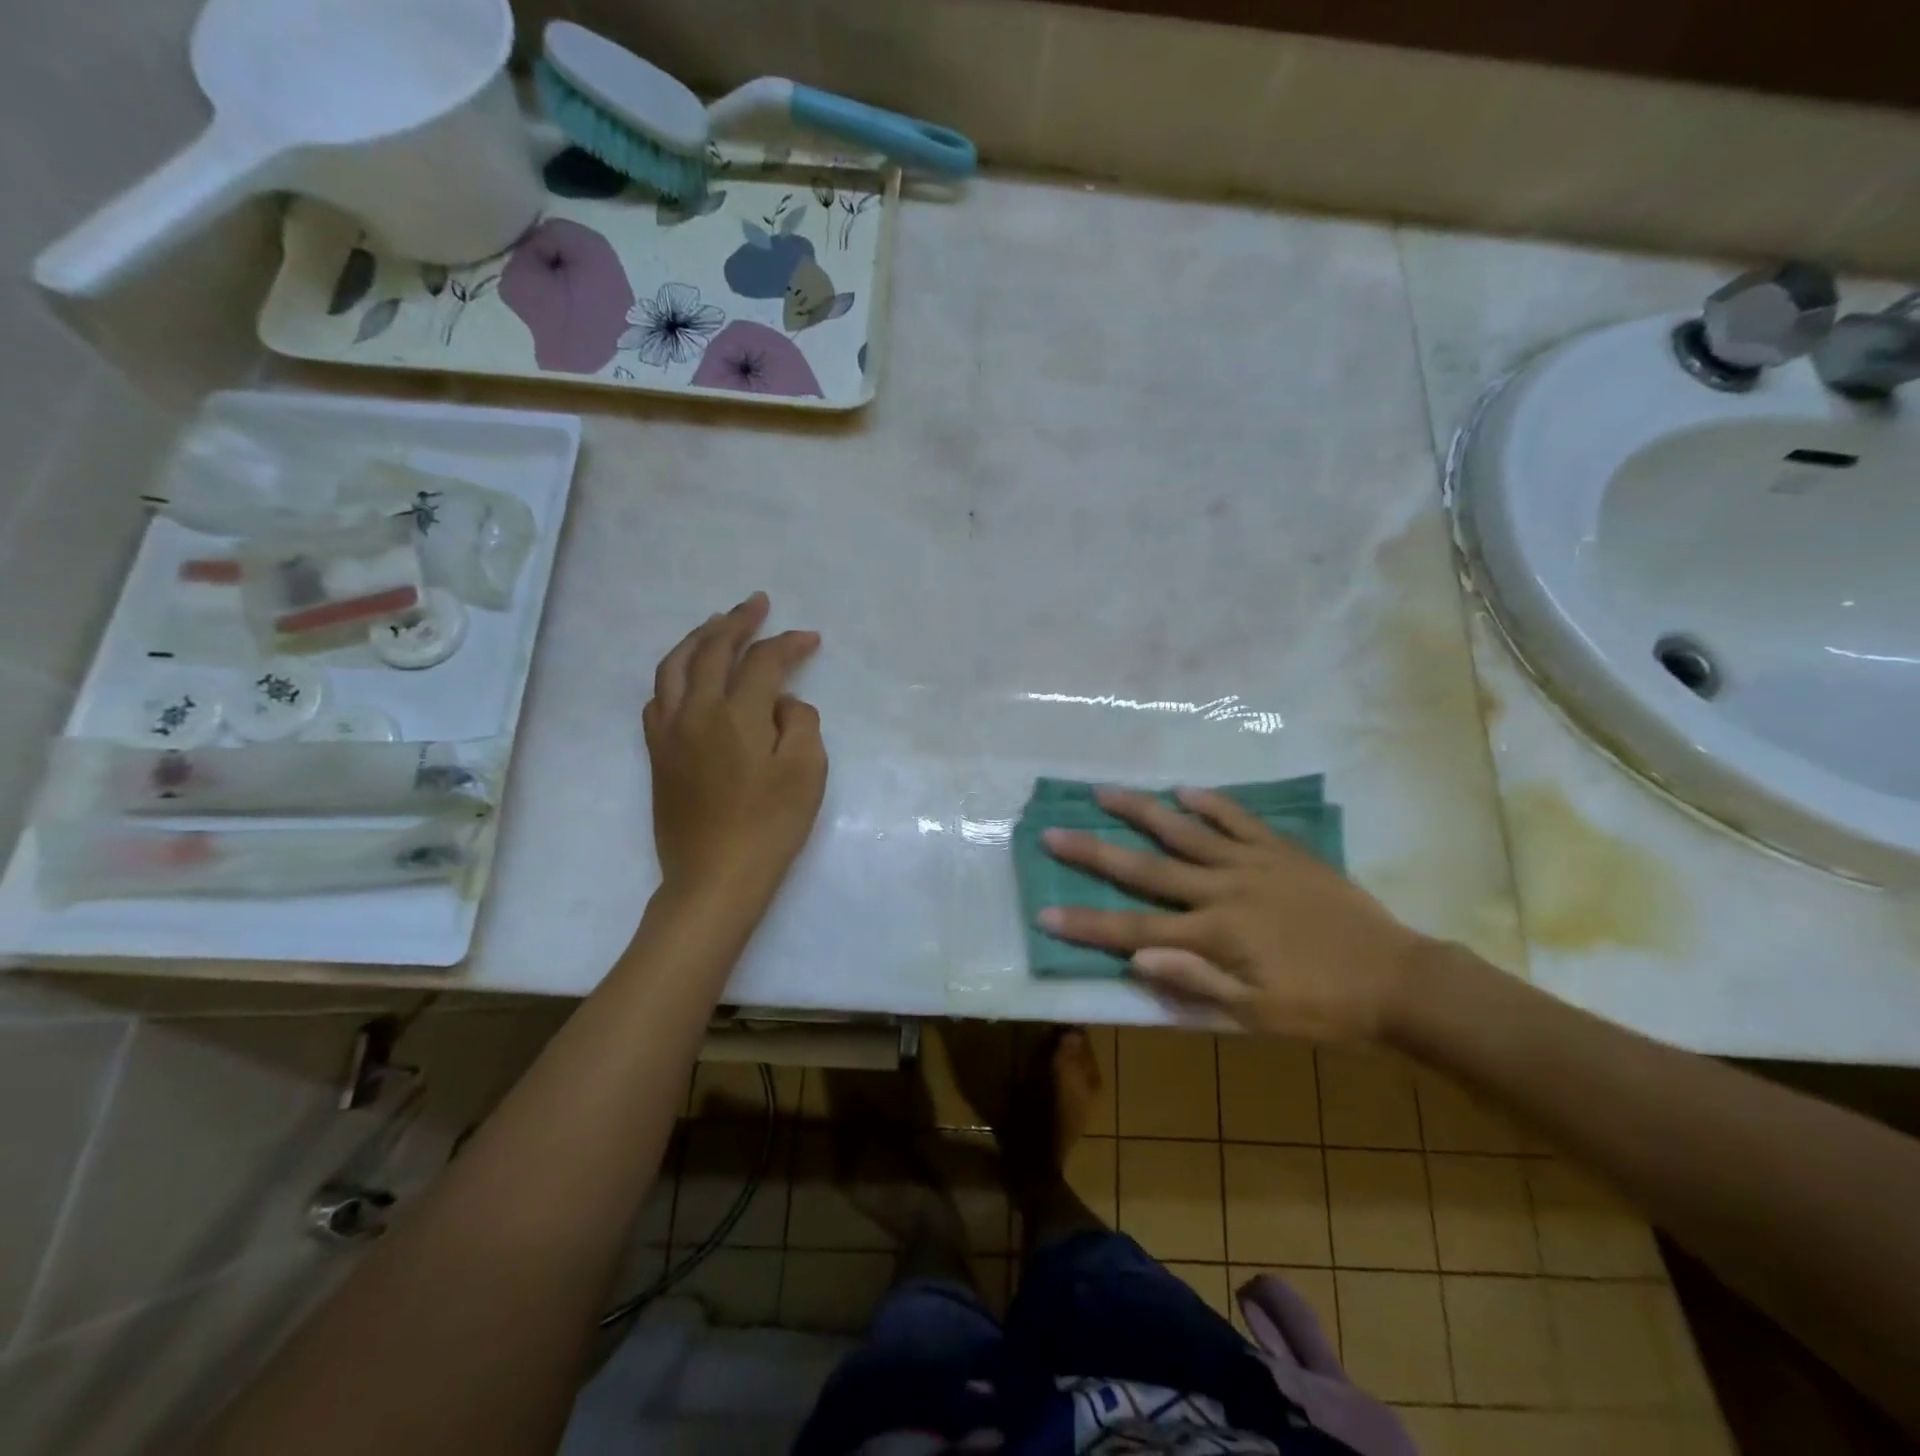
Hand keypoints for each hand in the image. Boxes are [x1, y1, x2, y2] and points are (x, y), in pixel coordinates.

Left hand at [644, 593, 826, 911]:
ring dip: (698, 638)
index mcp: (736, 714)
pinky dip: (674, 675)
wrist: (714, 877)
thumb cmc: (770, 827)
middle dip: (737, 621)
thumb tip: (782, 703)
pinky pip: (657, 698)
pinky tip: (686, 675)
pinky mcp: (657, 754)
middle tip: (757, 604)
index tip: (811, 638)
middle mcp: (695, 712)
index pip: (763, 663)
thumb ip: (800, 723)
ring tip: (717, 624)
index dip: (789, 645)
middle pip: (712, 650)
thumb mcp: (806, 772)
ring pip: (674, 667)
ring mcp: (669, 733)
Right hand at [1039, 787, 1432, 1039]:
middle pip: (1146, 869)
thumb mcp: (1258, 1016)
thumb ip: (1196, 982)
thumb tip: (1137, 958)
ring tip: (1104, 792)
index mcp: (1213, 936)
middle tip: (1053, 833)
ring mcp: (1251, 864)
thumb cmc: (1322, 1008)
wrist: (1398, 980)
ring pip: (1185, 831)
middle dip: (1094, 853)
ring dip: (1141, 811)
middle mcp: (1222, 891)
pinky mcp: (1281, 851)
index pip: (1134, 930)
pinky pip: (1239, 819)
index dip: (1086, 925)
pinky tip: (1185, 789)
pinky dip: (1211, 803)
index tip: (1043, 913)